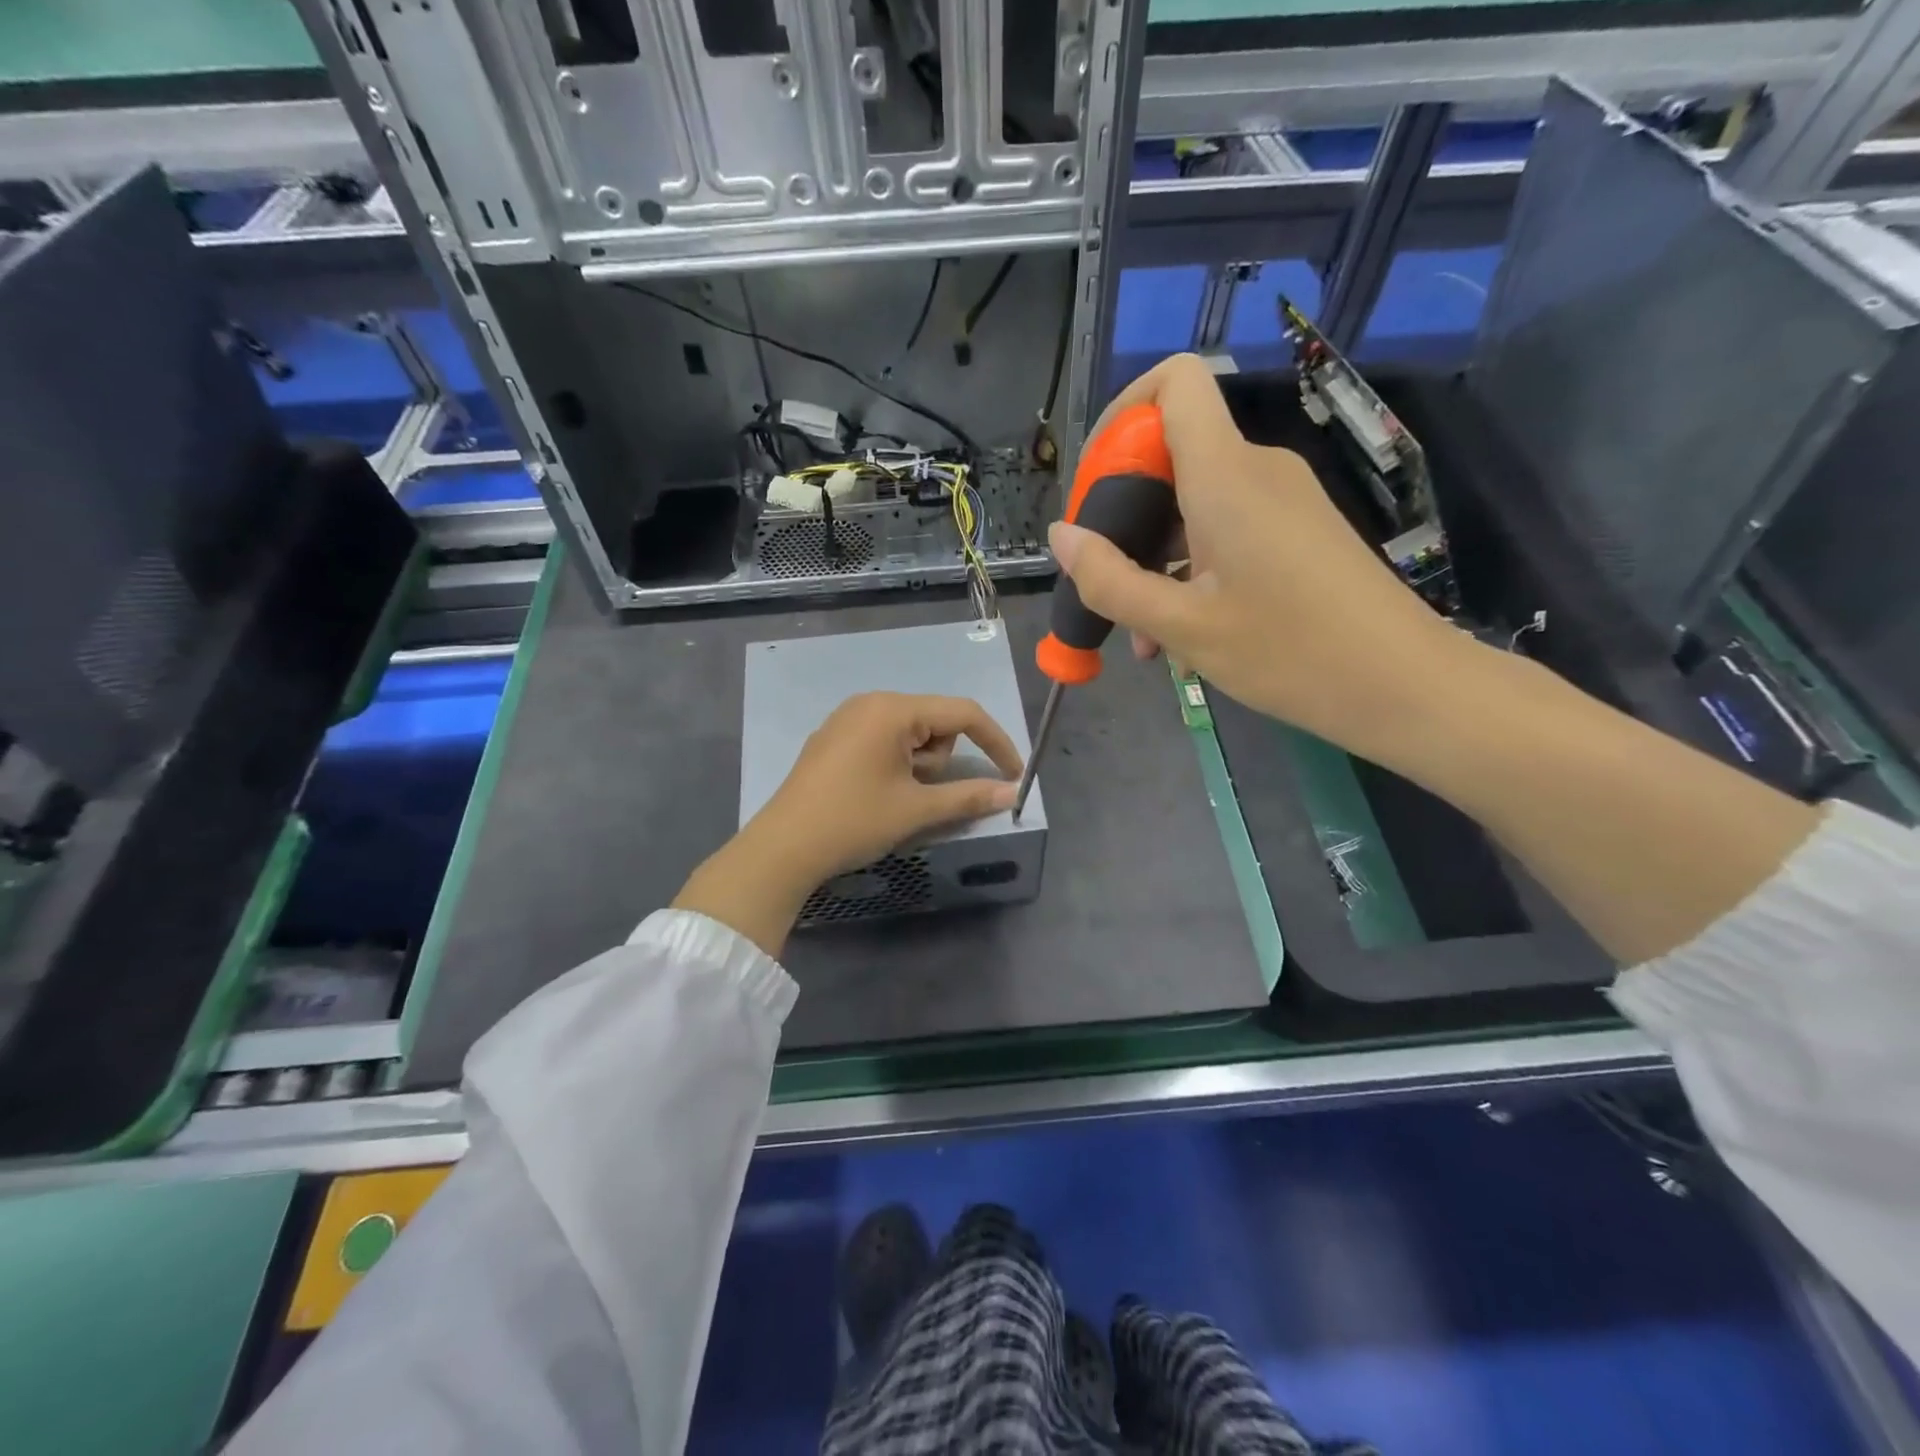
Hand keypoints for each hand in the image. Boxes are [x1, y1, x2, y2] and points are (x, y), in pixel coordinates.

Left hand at [672, 693, 1022, 956]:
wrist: (783, 848)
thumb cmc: (854, 821)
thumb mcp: (916, 810)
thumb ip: (969, 796)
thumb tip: (1012, 794)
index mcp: (892, 710)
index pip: (962, 713)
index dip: (996, 742)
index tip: (1014, 775)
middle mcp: (870, 703)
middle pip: (935, 722)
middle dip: (939, 760)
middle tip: (916, 794)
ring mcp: (847, 719)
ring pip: (910, 734)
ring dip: (917, 765)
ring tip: (891, 797)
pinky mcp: (834, 738)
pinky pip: (884, 740)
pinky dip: (895, 763)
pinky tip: (873, 793)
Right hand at [1049, 352, 1469, 760]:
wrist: (1405, 686)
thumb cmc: (1291, 653)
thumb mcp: (1183, 626)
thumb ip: (1110, 580)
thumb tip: (1060, 536)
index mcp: (1226, 475)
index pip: (1175, 382)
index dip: (1123, 413)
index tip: (1095, 483)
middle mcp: (1255, 470)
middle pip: (1171, 451)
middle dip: (1124, 511)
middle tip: (1104, 581)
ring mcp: (1281, 500)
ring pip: (1193, 503)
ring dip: (1155, 557)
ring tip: (1143, 635)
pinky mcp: (1297, 531)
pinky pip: (1224, 529)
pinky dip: (1191, 568)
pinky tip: (1181, 634)